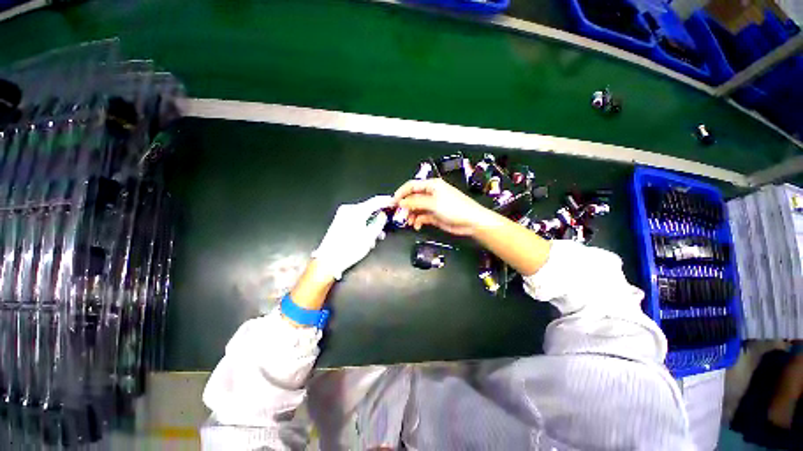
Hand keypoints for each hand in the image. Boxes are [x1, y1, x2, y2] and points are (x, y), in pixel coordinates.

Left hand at [311, 195, 394, 279]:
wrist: (328, 260)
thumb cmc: (350, 249)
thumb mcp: (369, 237)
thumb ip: (379, 223)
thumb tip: (383, 215)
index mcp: (357, 211)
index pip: (376, 201)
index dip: (387, 200)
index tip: (395, 202)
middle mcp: (349, 209)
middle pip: (369, 208)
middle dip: (379, 216)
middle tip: (387, 224)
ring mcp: (342, 214)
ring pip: (363, 215)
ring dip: (372, 223)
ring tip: (376, 237)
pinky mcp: (339, 220)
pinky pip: (356, 219)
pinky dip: (363, 225)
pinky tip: (366, 237)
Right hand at [394, 178, 493, 235]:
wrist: (471, 222)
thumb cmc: (454, 208)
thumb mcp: (433, 203)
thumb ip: (416, 202)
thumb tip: (401, 202)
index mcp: (431, 186)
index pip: (411, 186)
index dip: (401, 193)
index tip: (393, 202)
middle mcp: (430, 194)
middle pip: (412, 198)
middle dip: (405, 206)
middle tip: (399, 215)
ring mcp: (432, 205)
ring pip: (416, 209)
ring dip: (411, 215)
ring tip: (409, 222)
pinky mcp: (434, 216)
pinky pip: (421, 217)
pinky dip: (417, 221)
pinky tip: (417, 226)